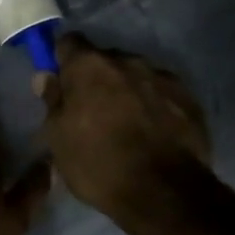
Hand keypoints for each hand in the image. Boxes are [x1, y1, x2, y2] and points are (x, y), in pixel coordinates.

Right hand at [37, 33, 212, 222]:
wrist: (163, 192)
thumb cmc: (98, 163)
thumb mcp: (58, 138)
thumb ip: (53, 101)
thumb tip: (46, 76)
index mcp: (89, 66)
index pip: (68, 42)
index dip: (62, 60)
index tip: (61, 81)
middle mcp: (126, 60)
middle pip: (104, 59)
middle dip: (97, 78)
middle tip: (92, 110)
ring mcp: (161, 76)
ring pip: (135, 75)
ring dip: (127, 90)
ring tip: (127, 123)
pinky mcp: (188, 97)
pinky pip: (161, 92)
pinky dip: (153, 104)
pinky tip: (153, 132)